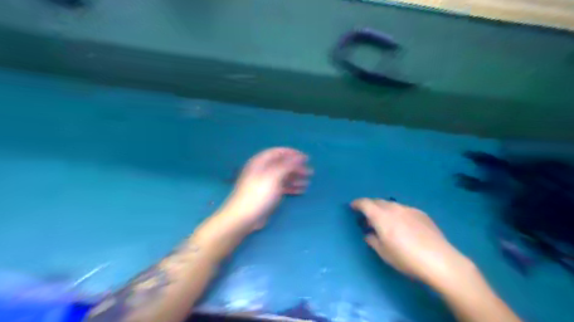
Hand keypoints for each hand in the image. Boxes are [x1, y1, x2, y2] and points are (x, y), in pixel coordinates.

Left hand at [220, 147, 311, 232]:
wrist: (244, 217)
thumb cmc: (258, 193)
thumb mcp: (274, 176)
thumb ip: (288, 165)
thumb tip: (300, 156)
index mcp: (260, 162)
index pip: (278, 152)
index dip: (292, 153)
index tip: (306, 158)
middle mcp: (262, 170)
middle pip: (282, 165)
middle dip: (296, 168)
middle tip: (309, 172)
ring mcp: (265, 182)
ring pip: (283, 176)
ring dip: (295, 178)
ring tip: (307, 182)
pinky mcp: (267, 194)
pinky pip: (281, 187)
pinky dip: (291, 187)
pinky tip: (301, 190)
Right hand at [352, 197, 473, 287]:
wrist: (440, 260)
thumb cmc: (406, 258)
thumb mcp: (384, 253)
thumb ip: (372, 240)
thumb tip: (369, 234)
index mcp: (381, 216)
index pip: (365, 203)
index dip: (357, 203)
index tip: (352, 207)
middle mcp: (394, 208)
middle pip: (377, 201)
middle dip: (370, 206)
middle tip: (368, 217)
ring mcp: (409, 209)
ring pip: (391, 204)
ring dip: (384, 209)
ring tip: (385, 221)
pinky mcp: (421, 213)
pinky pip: (403, 209)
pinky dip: (397, 213)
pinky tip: (403, 225)